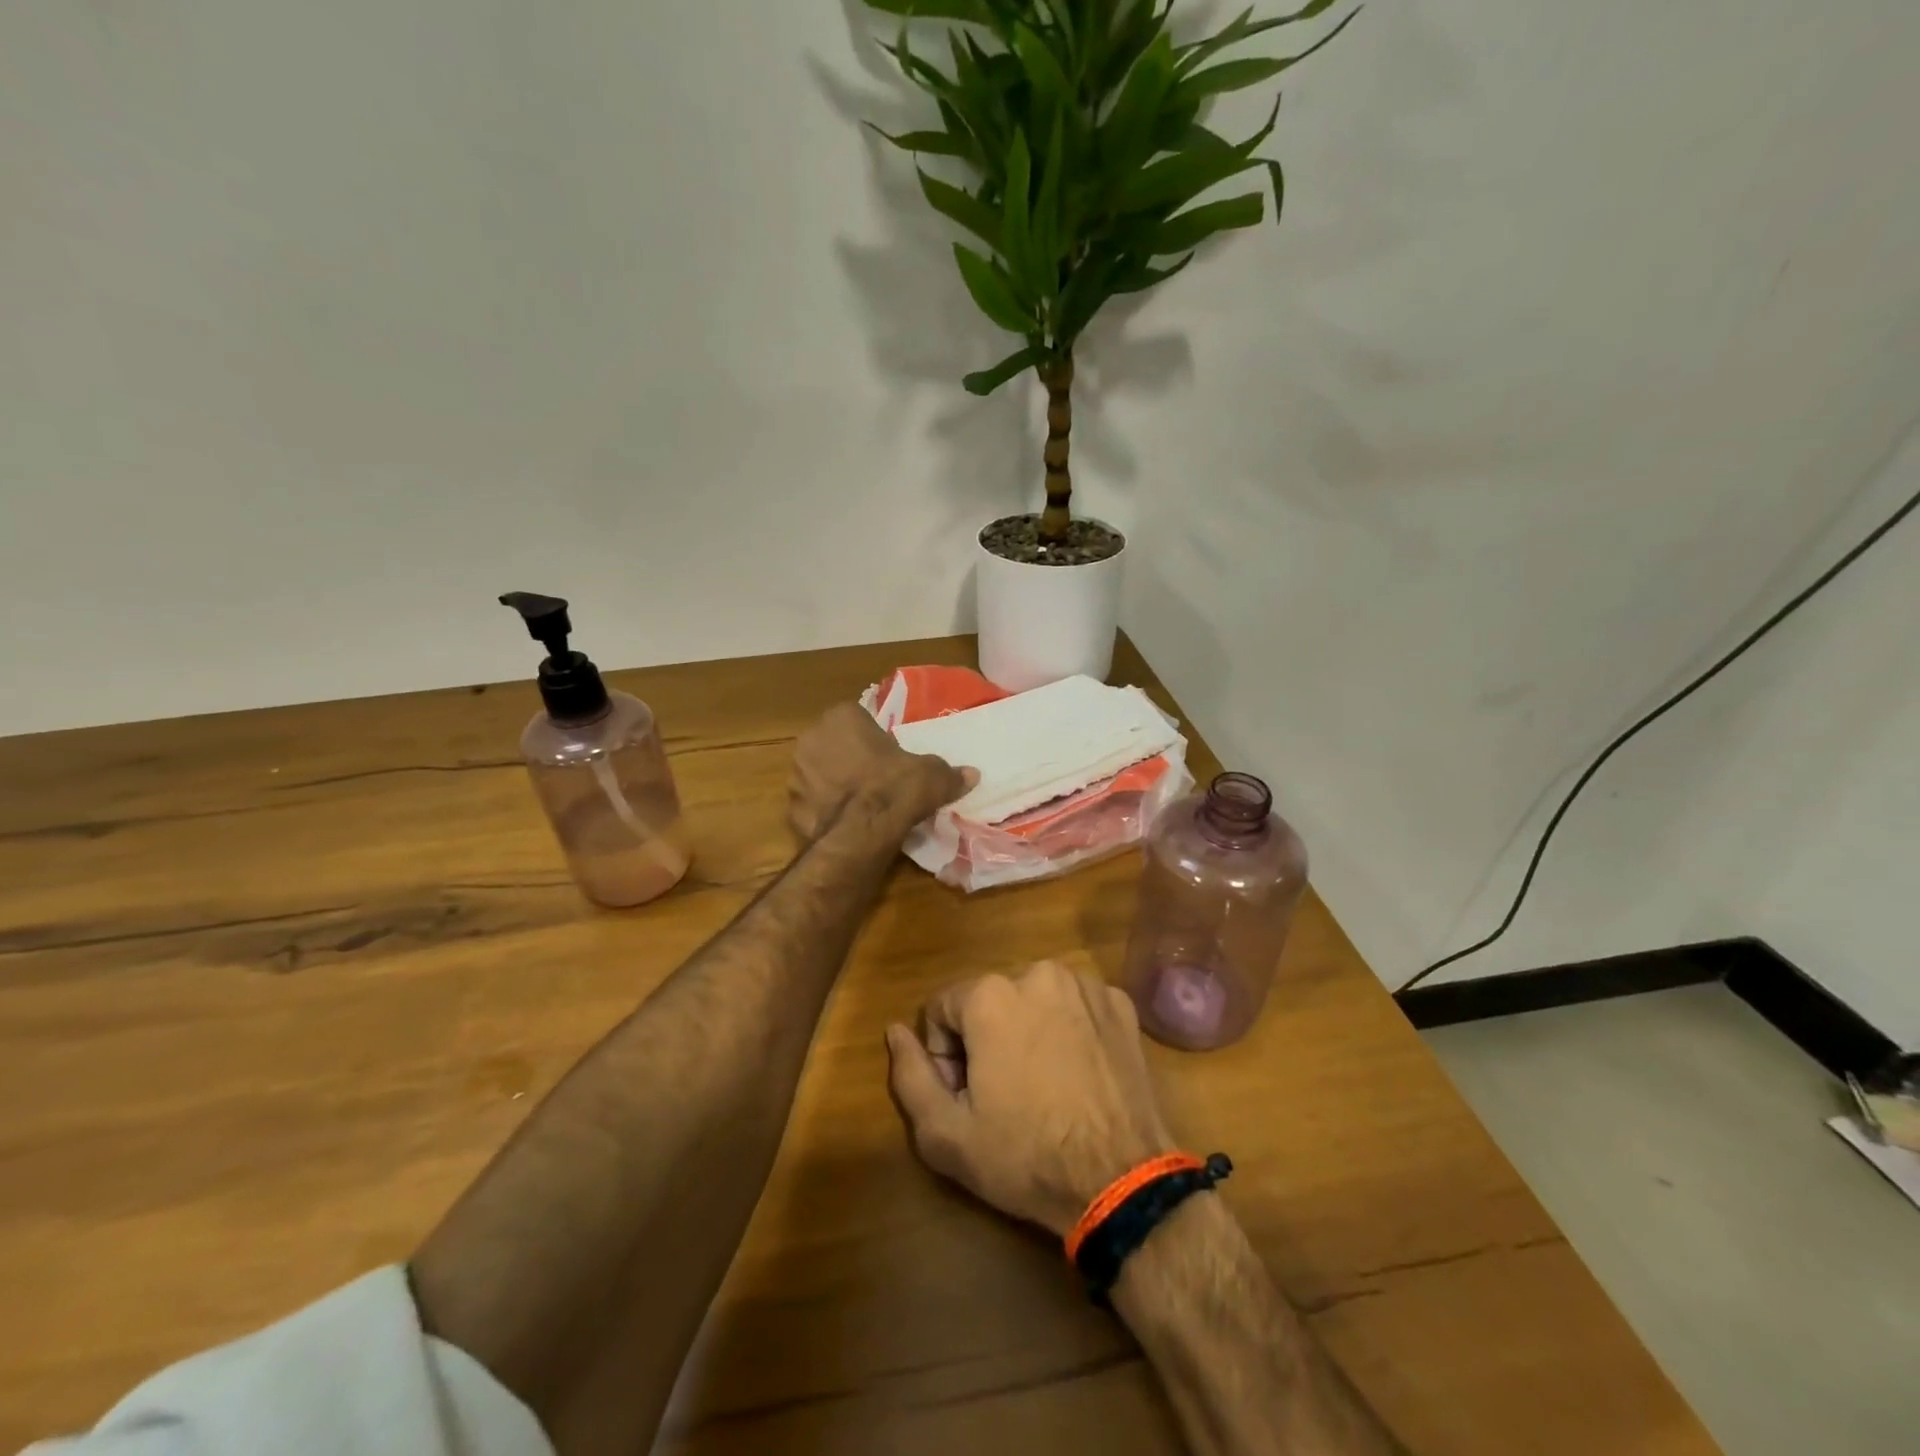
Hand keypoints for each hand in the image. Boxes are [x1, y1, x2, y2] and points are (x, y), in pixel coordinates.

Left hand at [788, 702, 974, 842]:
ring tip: (862, 804)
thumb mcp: (931, 776)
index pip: (857, 717)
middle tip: (877, 778)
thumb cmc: (894, 788)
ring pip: (820, 773)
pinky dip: (826, 810)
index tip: (889, 756)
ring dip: (835, 783)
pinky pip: (813, 802)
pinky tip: (847, 823)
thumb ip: (949, 773)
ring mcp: (796, 773)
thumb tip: (972, 775)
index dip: (874, 737)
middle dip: (851, 758)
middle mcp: (811, 738)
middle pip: (835, 744)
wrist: (859, 835)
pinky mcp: (791, 806)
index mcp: (841, 717)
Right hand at [886, 961, 1177, 1236]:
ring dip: (1028, 1030)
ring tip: (1044, 1085)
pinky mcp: (1120, 1004)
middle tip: (1005, 1095)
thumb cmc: (1025, 1156)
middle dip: (986, 1039)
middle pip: (989, 1001)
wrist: (1120, 1181)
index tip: (966, 1096)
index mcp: (990, 995)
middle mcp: (1038, 973)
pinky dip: (1070, 1030)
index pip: (942, 1009)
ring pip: (1034, 1000)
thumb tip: (895, 1030)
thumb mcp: (946, 1133)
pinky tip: (1079, 1074)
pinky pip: (1076, 1006)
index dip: (945, 1055)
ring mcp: (1085, 985)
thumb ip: (910, 1075)